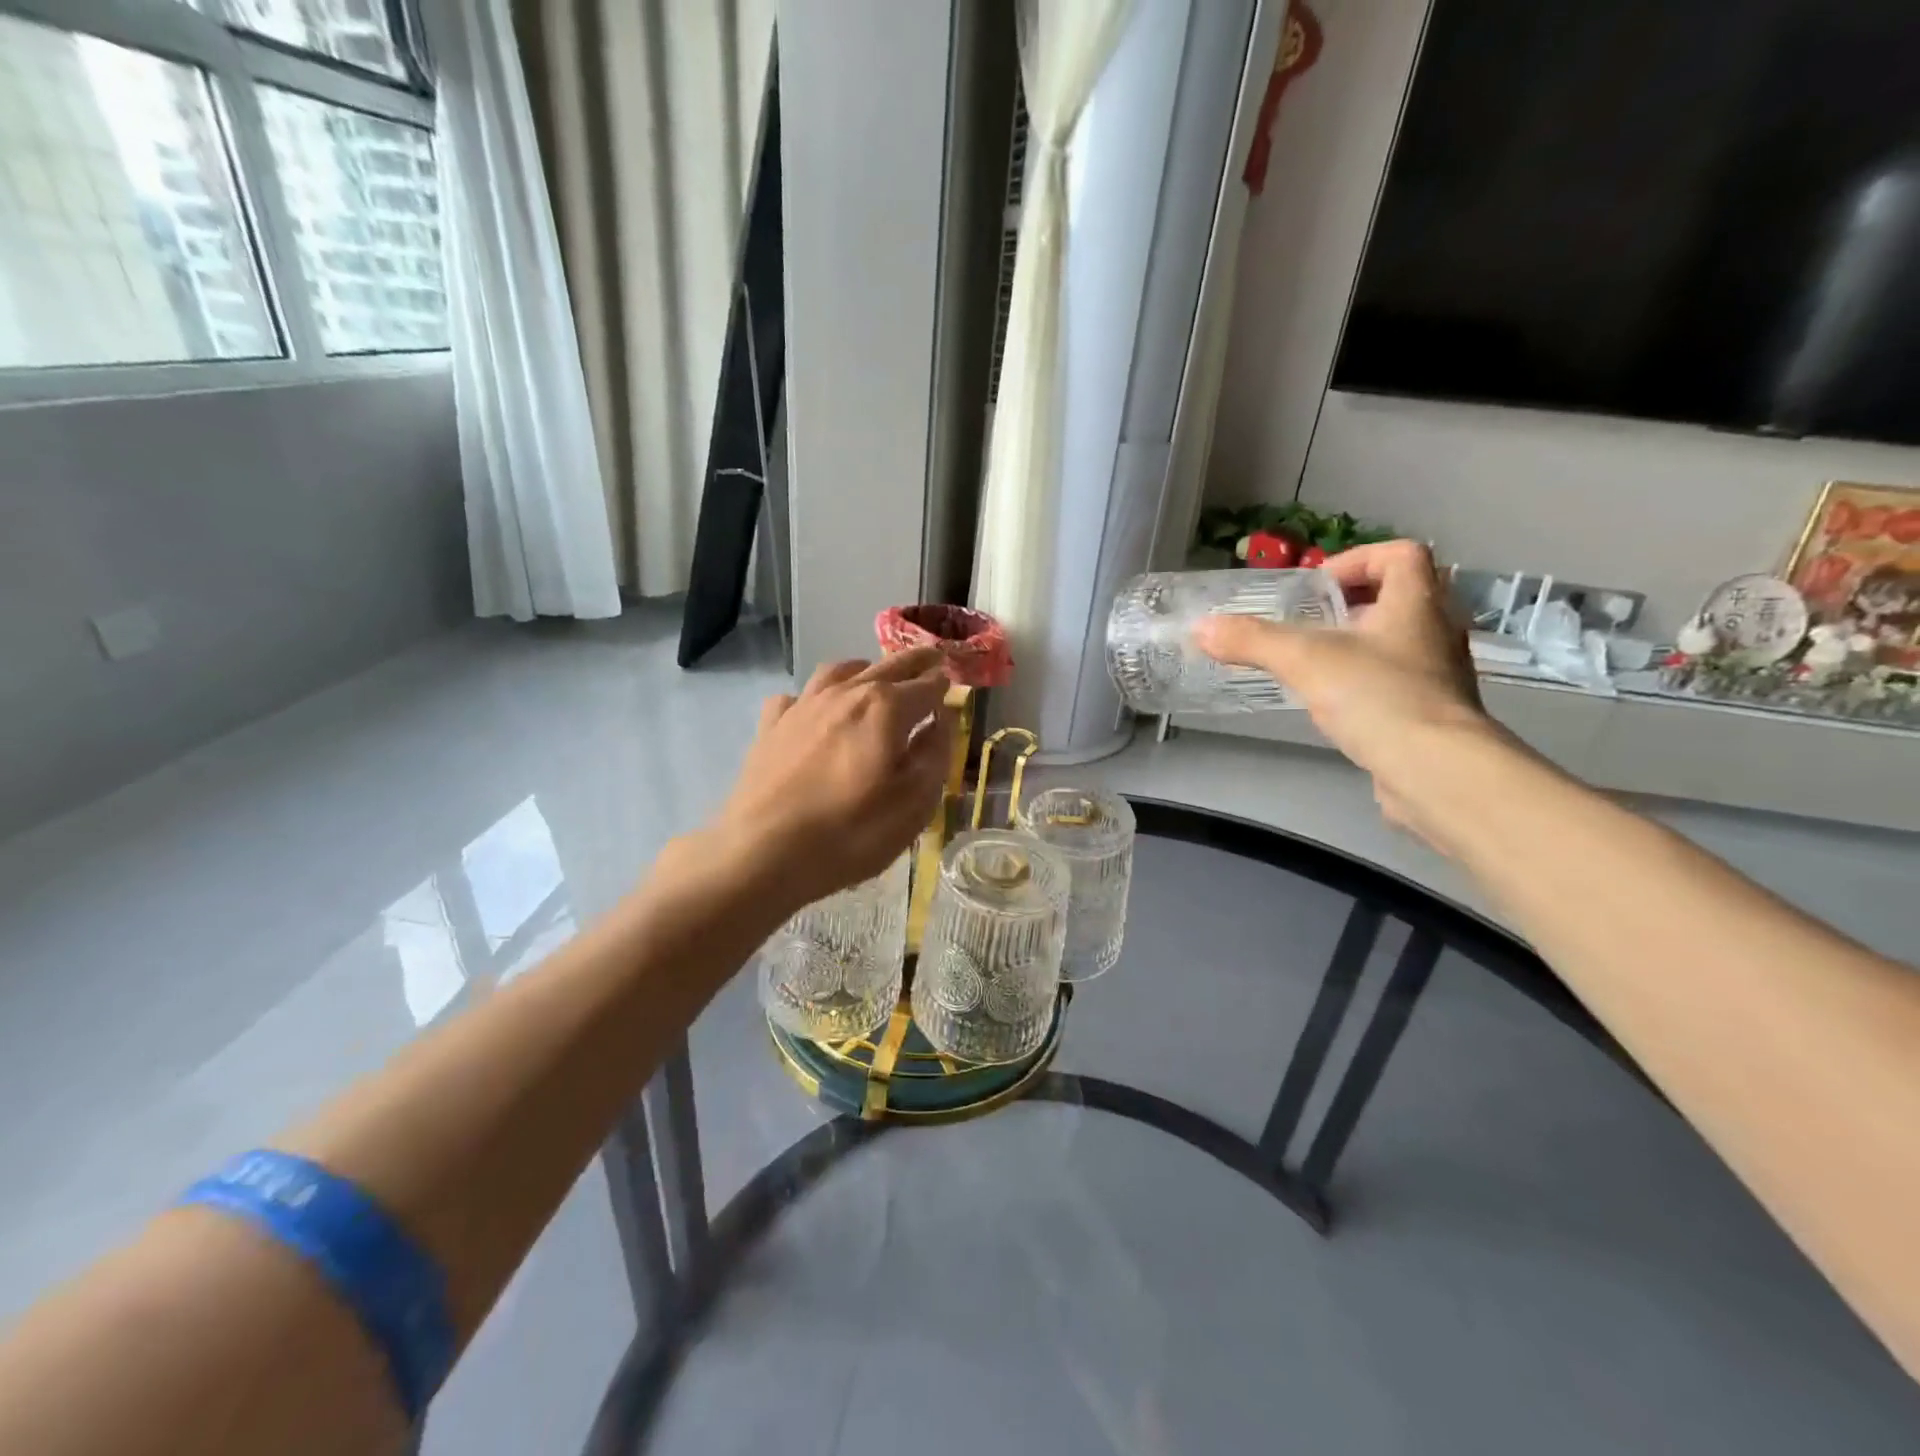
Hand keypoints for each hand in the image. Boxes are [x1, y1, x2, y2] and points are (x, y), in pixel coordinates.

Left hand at [706, 648, 954, 913]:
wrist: (763, 852)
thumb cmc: (851, 832)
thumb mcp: (914, 804)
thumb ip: (935, 754)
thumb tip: (944, 718)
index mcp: (887, 708)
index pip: (928, 685)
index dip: (945, 684)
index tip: (955, 683)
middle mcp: (847, 693)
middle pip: (888, 666)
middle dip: (915, 662)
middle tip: (931, 658)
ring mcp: (804, 705)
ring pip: (840, 670)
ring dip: (866, 669)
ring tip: (875, 677)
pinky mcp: (772, 725)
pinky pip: (798, 696)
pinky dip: (815, 697)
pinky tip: (816, 712)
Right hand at [1194, 540, 1501, 838]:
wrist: (1436, 772)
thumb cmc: (1378, 697)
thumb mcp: (1304, 660)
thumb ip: (1252, 641)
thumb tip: (1201, 628)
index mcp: (1417, 603)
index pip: (1401, 554)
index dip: (1358, 559)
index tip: (1318, 587)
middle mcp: (1436, 632)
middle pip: (1400, 597)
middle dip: (1351, 605)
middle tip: (1308, 625)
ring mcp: (1439, 675)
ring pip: (1398, 642)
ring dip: (1358, 645)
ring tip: (1314, 665)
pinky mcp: (1432, 714)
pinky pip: (1398, 682)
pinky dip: (1366, 683)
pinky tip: (1335, 705)